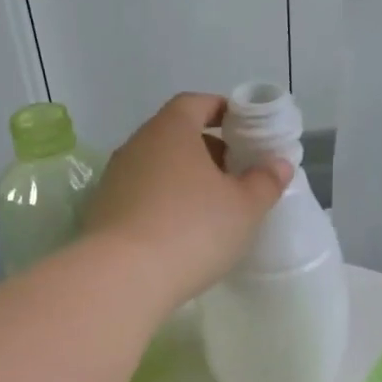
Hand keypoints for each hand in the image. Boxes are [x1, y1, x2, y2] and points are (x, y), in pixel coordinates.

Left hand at [83, 93, 290, 306]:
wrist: (122, 277)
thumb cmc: (192, 229)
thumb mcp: (244, 207)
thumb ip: (265, 181)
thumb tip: (278, 163)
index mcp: (171, 130)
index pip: (196, 104)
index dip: (221, 111)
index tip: (243, 128)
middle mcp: (137, 145)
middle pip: (175, 135)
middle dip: (207, 149)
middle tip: (234, 173)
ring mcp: (115, 178)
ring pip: (157, 167)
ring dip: (184, 179)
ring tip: (210, 207)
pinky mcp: (104, 211)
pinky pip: (141, 195)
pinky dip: (163, 203)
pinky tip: (180, 231)